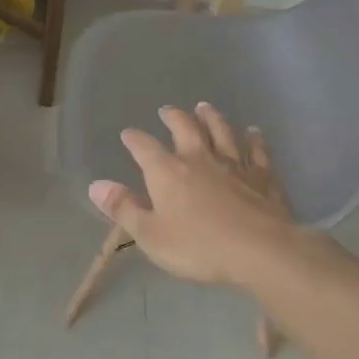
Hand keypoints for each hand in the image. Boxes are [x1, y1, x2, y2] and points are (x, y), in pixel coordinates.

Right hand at [89, 103, 312, 291]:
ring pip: (221, 132)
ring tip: (204, 107)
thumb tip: (95, 185)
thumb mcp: (150, 234)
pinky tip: (254, 132)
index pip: (144, 147)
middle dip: (173, 117)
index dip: (134, 139)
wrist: (261, 251)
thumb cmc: (199, 246)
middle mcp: (199, 159)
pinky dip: (254, 139)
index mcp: (167, 172)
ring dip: (211, 118)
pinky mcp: (263, 178)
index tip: (128, 134)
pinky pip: (257, 152)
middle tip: (167, 110)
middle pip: (185, 128)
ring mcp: (234, 165)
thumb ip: (123, 208)